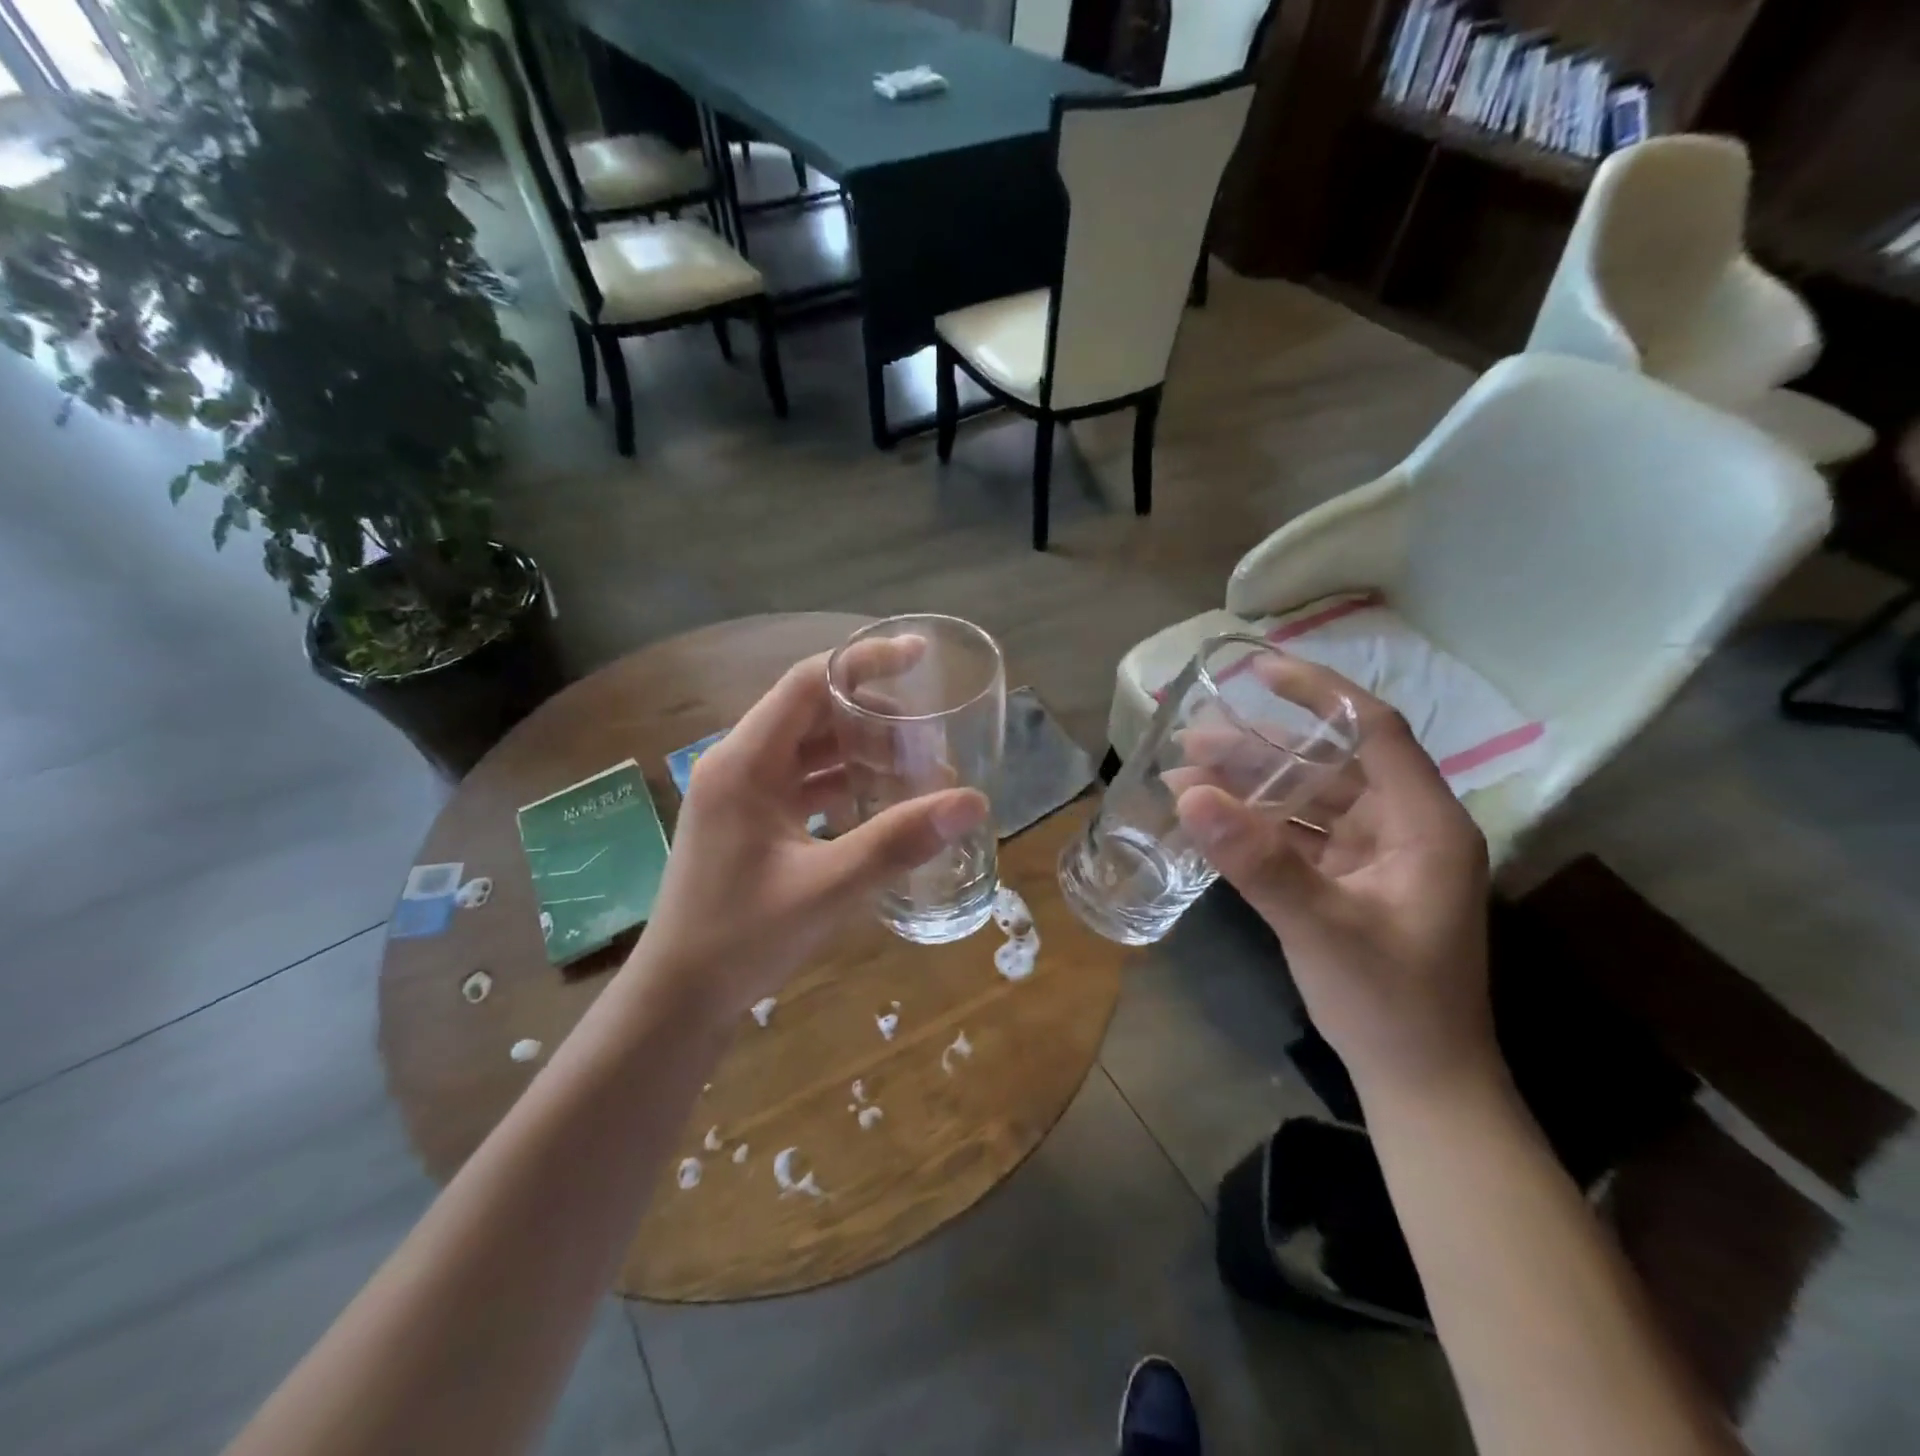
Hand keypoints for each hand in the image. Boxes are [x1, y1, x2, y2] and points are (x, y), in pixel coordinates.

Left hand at [635, 647, 988, 1016]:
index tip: (919, 657)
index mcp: (744, 762)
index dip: (865, 662)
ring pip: (811, 750)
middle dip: (876, 721)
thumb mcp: (827, 888)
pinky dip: (844, 784)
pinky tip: (882, 803)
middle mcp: (739, 764)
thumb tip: (970, 802)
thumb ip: (898, 842)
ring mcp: (742, 793)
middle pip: (814, 714)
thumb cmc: (741, 938)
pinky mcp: (751, 820)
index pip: (808, 683)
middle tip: (932, 742)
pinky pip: (804, 783)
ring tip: (918, 774)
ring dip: (863, 755)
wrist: (678, 999)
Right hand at [1175, 664, 1496, 1101]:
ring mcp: (1374, 857)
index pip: (1374, 730)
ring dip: (1249, 786)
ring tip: (1184, 773)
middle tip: (1191, 737)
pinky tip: (1209, 818)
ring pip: (1307, 800)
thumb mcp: (1323, 928)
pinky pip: (1297, 836)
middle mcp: (1402, 828)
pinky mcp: (1347, 882)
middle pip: (1328, 764)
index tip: (1257, 671)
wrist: (1419, 1083)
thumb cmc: (1391, 1004)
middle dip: (1259, 748)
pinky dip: (1255, 824)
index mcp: (1423, 823)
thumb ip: (1259, 861)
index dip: (1319, 693)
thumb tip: (1190, 794)